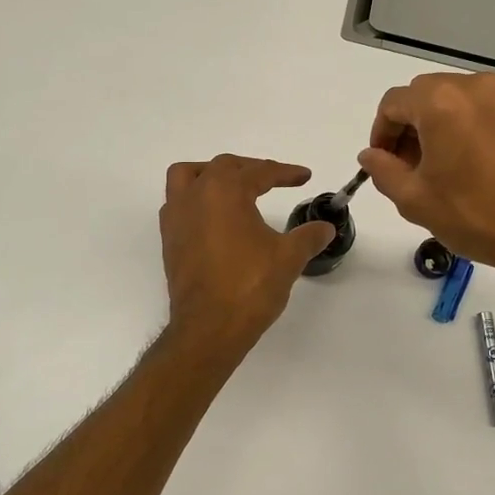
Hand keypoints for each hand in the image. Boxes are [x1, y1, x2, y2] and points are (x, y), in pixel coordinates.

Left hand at [160, 155, 335, 356]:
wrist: (208, 327)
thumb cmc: (249, 286)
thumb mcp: (288, 258)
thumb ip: (308, 236)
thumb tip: (325, 227)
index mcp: (225, 191)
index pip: (259, 172)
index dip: (285, 173)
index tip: (304, 176)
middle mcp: (195, 195)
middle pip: (223, 167)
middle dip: (251, 169)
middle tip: (275, 180)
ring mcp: (176, 217)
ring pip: (188, 177)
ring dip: (211, 175)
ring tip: (233, 187)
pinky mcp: (169, 239)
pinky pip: (177, 203)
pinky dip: (195, 199)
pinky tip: (214, 217)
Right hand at [358, 72, 494, 283]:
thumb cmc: (476, 216)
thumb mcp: (415, 200)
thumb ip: (383, 170)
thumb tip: (371, 155)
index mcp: (441, 103)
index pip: (393, 103)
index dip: (381, 132)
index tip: (384, 161)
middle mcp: (478, 87)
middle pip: (429, 93)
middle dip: (413, 124)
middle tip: (413, 165)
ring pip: (465, 99)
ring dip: (448, 123)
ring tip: (451, 164)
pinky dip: (482, 127)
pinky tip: (487, 163)